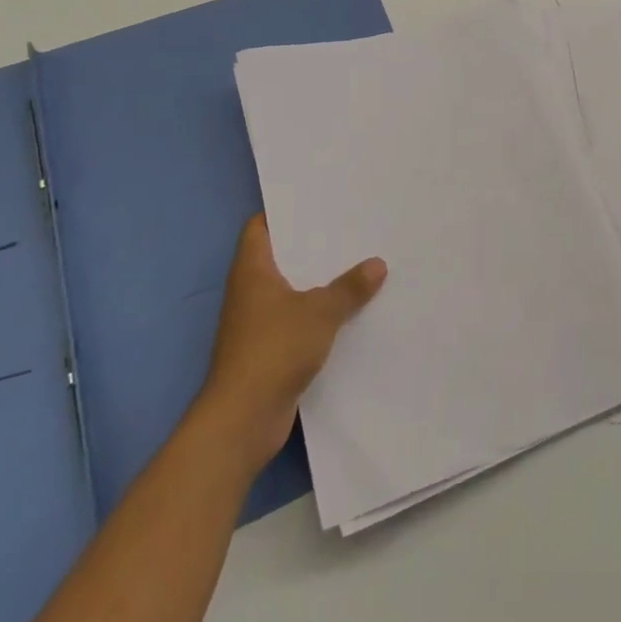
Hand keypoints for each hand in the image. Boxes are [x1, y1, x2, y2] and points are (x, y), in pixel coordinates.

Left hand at [193, 213, 386, 476]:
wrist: (242, 420)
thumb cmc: (274, 350)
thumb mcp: (320, 312)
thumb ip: (349, 287)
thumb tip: (377, 264)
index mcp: (252, 271)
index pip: (260, 227)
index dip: (284, 212)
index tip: (318, 201)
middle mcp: (250, 292)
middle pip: (281, 257)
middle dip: (312, 246)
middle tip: (351, 228)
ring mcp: (257, 323)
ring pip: (292, 289)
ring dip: (319, 281)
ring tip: (358, 263)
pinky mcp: (268, 350)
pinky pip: (297, 319)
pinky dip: (319, 312)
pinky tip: (349, 309)